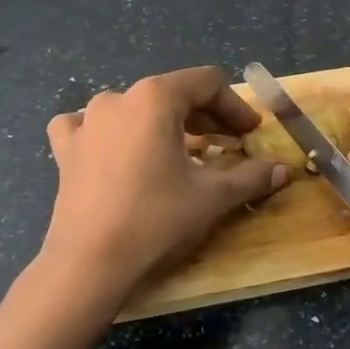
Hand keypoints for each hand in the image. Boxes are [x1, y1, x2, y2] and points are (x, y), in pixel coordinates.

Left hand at [40, 67, 289, 311]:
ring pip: (135, 108)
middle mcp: (118, 98)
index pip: (207, 84)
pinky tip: (115, 150)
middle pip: (173, 93)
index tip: (251, 134)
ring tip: (180, 151)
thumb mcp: (212, 197)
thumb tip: (283, 170)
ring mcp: (87, 121)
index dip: (235, 107)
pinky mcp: (66, 149)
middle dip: (206, 117)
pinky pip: (89, 127)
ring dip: (163, 124)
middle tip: (229, 145)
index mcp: (156, 97)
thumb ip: (251, 177)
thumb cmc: (156, 220)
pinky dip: (108, 133)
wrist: (89, 264)